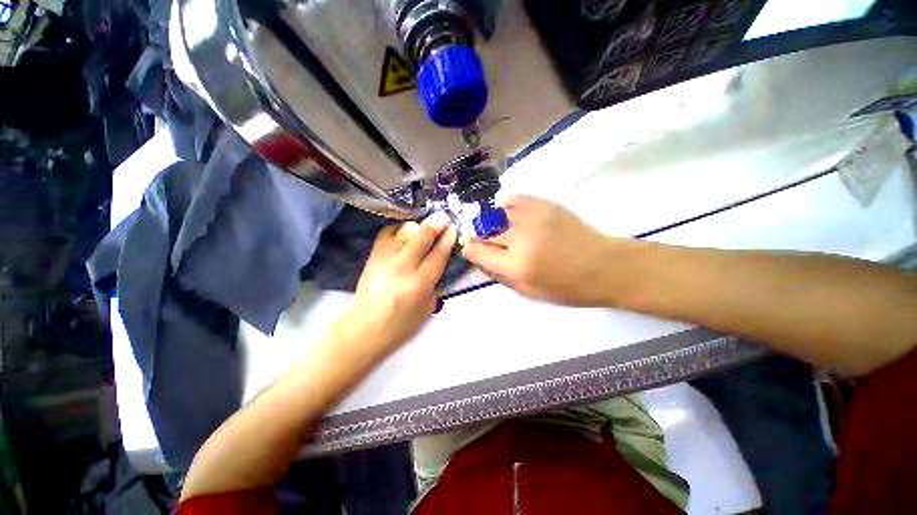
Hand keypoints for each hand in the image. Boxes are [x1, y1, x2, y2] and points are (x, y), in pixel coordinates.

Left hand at [333, 213, 456, 355]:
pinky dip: (397, 230)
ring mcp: (384, 260)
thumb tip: (437, 262)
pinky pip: (386, 234)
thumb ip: (435, 283)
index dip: (447, 240)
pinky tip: (404, 232)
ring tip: (424, 225)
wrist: (365, 329)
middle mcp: (402, 268)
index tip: (453, 229)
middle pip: (421, 239)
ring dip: (417, 226)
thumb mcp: (428, 308)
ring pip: (402, 233)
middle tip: (443, 217)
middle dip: (435, 225)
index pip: (438, 256)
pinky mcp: (372, 257)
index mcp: (419, 284)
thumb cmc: (401, 325)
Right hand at [462, 195, 619, 305]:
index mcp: (516, 266)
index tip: (470, 249)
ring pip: (496, 214)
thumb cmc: (566, 287)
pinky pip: (514, 198)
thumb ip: (498, 275)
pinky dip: (505, 205)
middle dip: (478, 236)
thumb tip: (477, 258)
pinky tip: (507, 212)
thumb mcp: (528, 292)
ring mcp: (533, 218)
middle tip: (482, 240)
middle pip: (484, 231)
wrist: (604, 266)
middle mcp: (520, 239)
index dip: (469, 250)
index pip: (477, 252)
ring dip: (491, 222)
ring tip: (497, 228)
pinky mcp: (545, 205)